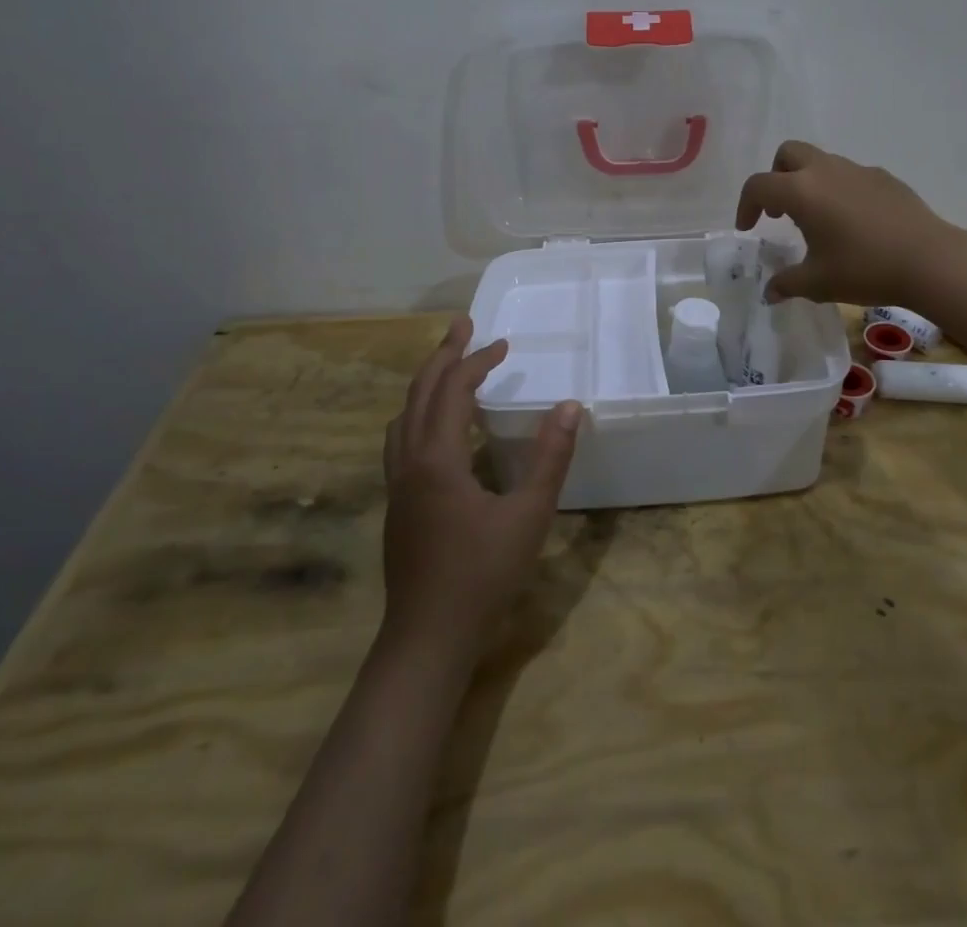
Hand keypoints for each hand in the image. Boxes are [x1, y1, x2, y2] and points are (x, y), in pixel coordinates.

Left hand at [380, 319, 580, 664]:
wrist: (427, 639)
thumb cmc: (482, 575)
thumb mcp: (529, 515)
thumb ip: (550, 458)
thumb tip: (569, 406)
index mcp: (436, 459)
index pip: (451, 391)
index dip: (476, 361)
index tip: (503, 343)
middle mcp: (409, 463)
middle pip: (419, 394)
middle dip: (442, 356)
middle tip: (462, 326)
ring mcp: (398, 486)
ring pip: (403, 417)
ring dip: (426, 385)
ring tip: (450, 370)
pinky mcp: (398, 505)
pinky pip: (403, 441)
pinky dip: (421, 415)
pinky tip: (442, 431)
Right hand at [736, 141, 966, 306]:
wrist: (929, 260)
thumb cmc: (864, 269)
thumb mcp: (817, 283)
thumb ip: (786, 283)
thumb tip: (770, 292)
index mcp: (801, 191)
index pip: (758, 186)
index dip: (746, 206)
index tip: (749, 229)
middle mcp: (826, 171)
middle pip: (788, 154)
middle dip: (776, 178)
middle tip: (780, 212)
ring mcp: (858, 170)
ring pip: (821, 162)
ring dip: (808, 183)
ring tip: (817, 222)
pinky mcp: (884, 178)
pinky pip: (850, 175)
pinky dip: (839, 190)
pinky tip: (853, 223)